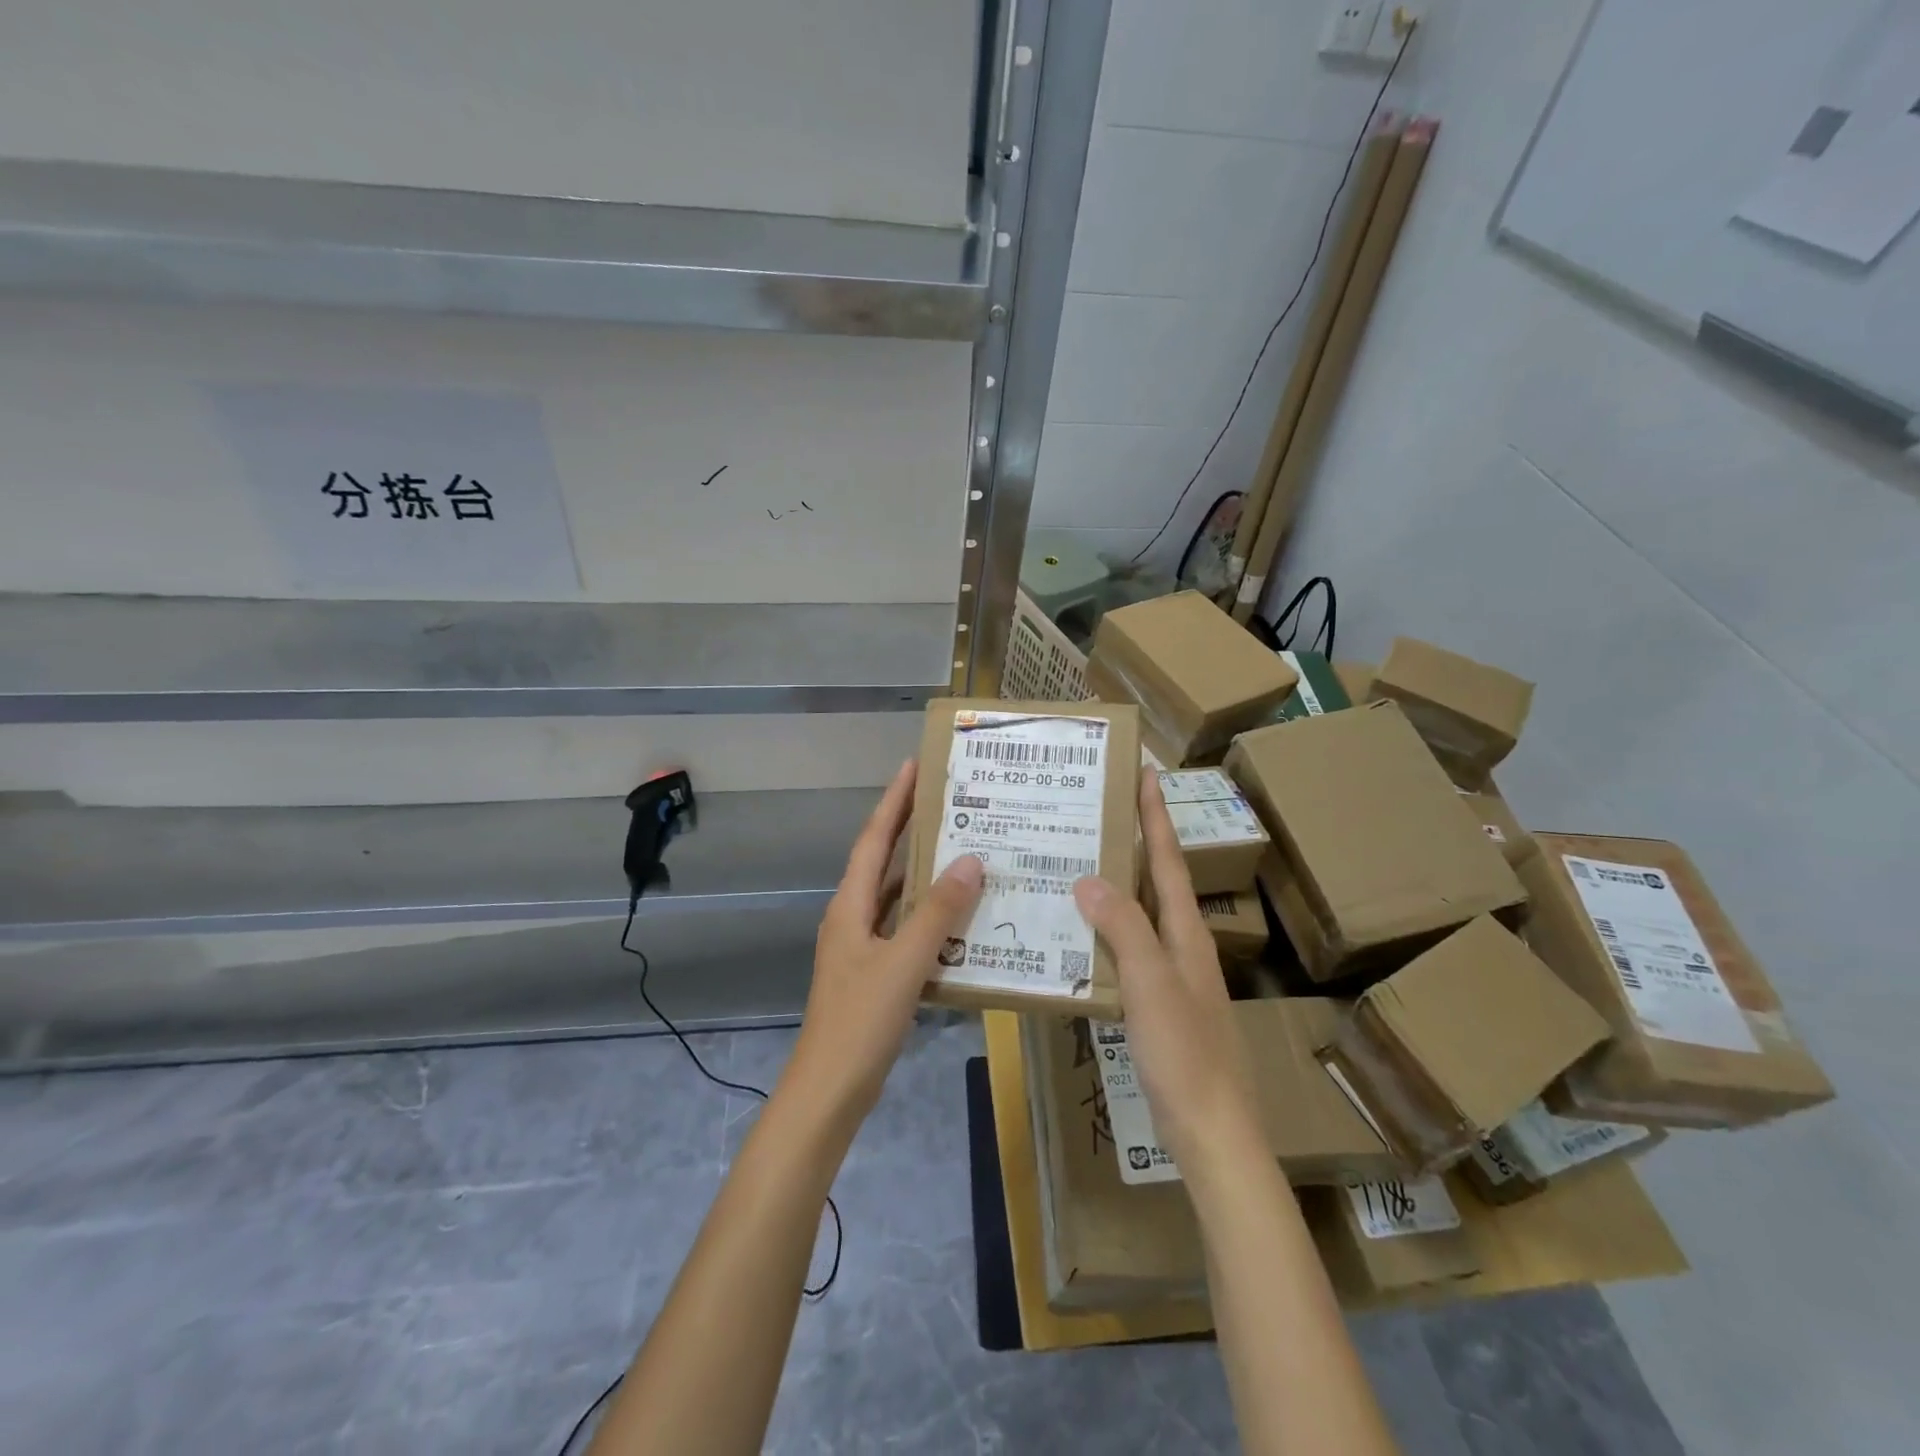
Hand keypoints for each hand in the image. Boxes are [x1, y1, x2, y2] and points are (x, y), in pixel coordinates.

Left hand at [784, 759, 984, 1123]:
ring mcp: (863, 947)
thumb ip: (938, 912)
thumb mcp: (904, 962)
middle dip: (912, 829)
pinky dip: (931, 917)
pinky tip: (962, 918)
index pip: (874, 839)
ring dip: (925, 873)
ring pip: (898, 897)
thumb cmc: (860, 1021)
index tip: (915, 766)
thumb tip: (971, 859)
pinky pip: (907, 930)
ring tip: (966, 850)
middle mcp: (853, 917)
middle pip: (884, 861)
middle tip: (952, 801)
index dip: (894, 801)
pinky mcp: (876, 973)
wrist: (829, 1091)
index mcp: (851, 905)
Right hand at [1073, 774, 1264, 1177]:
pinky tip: (1080, 936)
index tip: (1145, 772)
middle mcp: (1183, 944)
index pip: (1168, 858)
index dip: (1156, 815)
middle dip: (1132, 842)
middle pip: (1155, 880)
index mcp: (1185, 931)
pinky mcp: (1160, 1005)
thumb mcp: (1150, 983)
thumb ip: (1122, 927)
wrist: (1213, 1132)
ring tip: (1077, 864)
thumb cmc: (1185, 1052)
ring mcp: (1173, 976)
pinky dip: (1106, 931)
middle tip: (1095, 812)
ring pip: (1139, 915)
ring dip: (1115, 886)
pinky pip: (1129, 950)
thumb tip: (1089, 877)